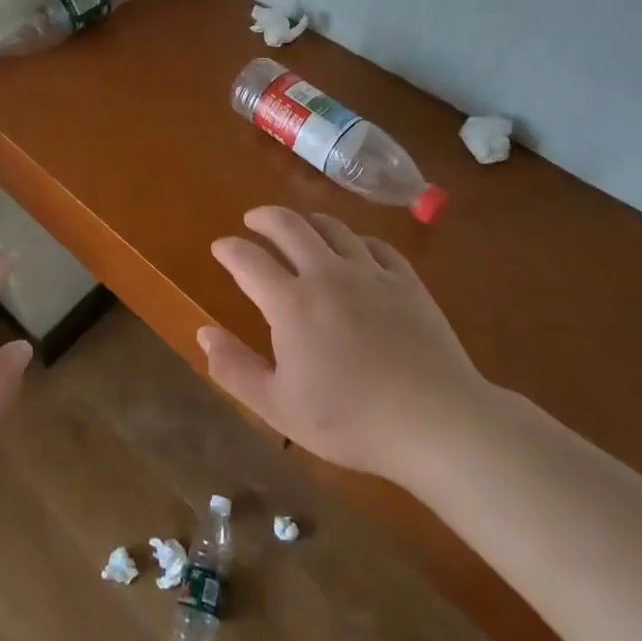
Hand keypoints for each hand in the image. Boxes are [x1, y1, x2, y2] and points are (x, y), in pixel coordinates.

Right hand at [201, 207, 492, 480]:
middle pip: (289, 226)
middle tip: (253, 220)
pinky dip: (356, 240)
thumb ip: (234, 368)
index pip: (248, 259)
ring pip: (333, 228)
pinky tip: (356, 249)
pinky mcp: (407, 282)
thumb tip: (203, 333)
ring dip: (308, 221)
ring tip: (299, 226)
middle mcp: (327, 274)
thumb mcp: (278, 407)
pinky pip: (376, 245)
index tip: (220, 247)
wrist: (437, 423)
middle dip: (264, 217)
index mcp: (290, 303)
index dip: (228, 248)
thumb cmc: (350, 420)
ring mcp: (371, 274)